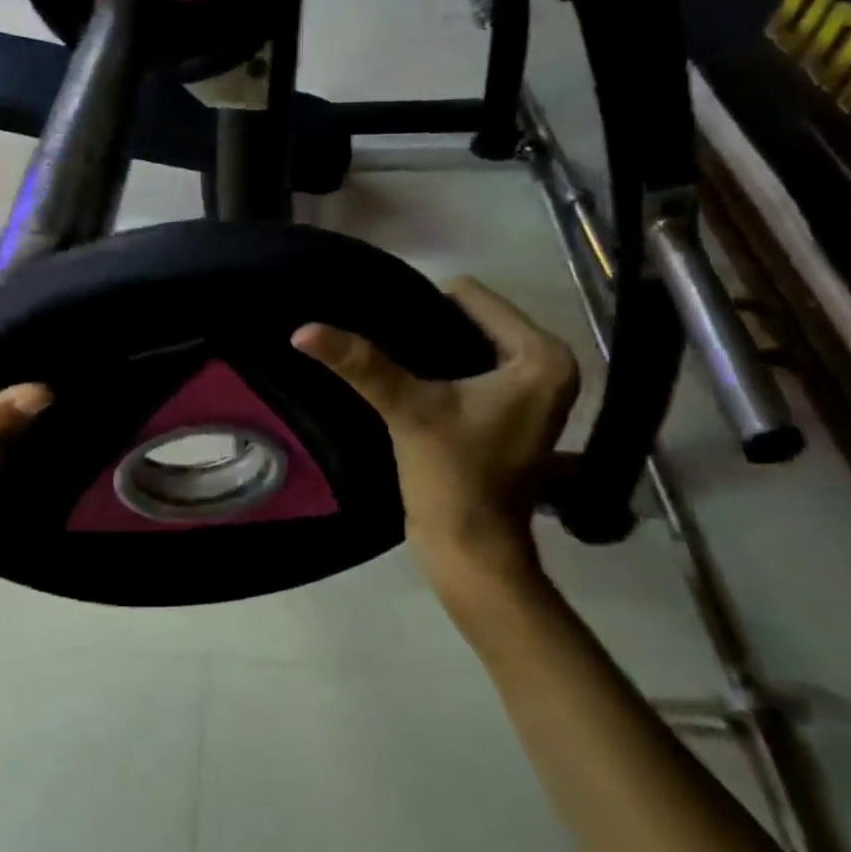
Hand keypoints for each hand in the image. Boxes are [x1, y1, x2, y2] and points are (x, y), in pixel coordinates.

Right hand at [292, 277, 579, 614]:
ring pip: (470, 343)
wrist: (472, 554)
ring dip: (431, 348)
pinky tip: (408, 378)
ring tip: (389, 354)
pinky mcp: (513, 411)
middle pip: (473, 319)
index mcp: (543, 357)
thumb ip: (361, 364)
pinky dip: (442, 369)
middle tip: (381, 337)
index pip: (473, 297)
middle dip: (428, 325)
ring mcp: (533, 390)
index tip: (385, 323)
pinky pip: (473, 367)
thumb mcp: (408, 410)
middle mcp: (549, 366)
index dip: (424, 304)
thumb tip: (301, 330)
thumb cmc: (453, 478)